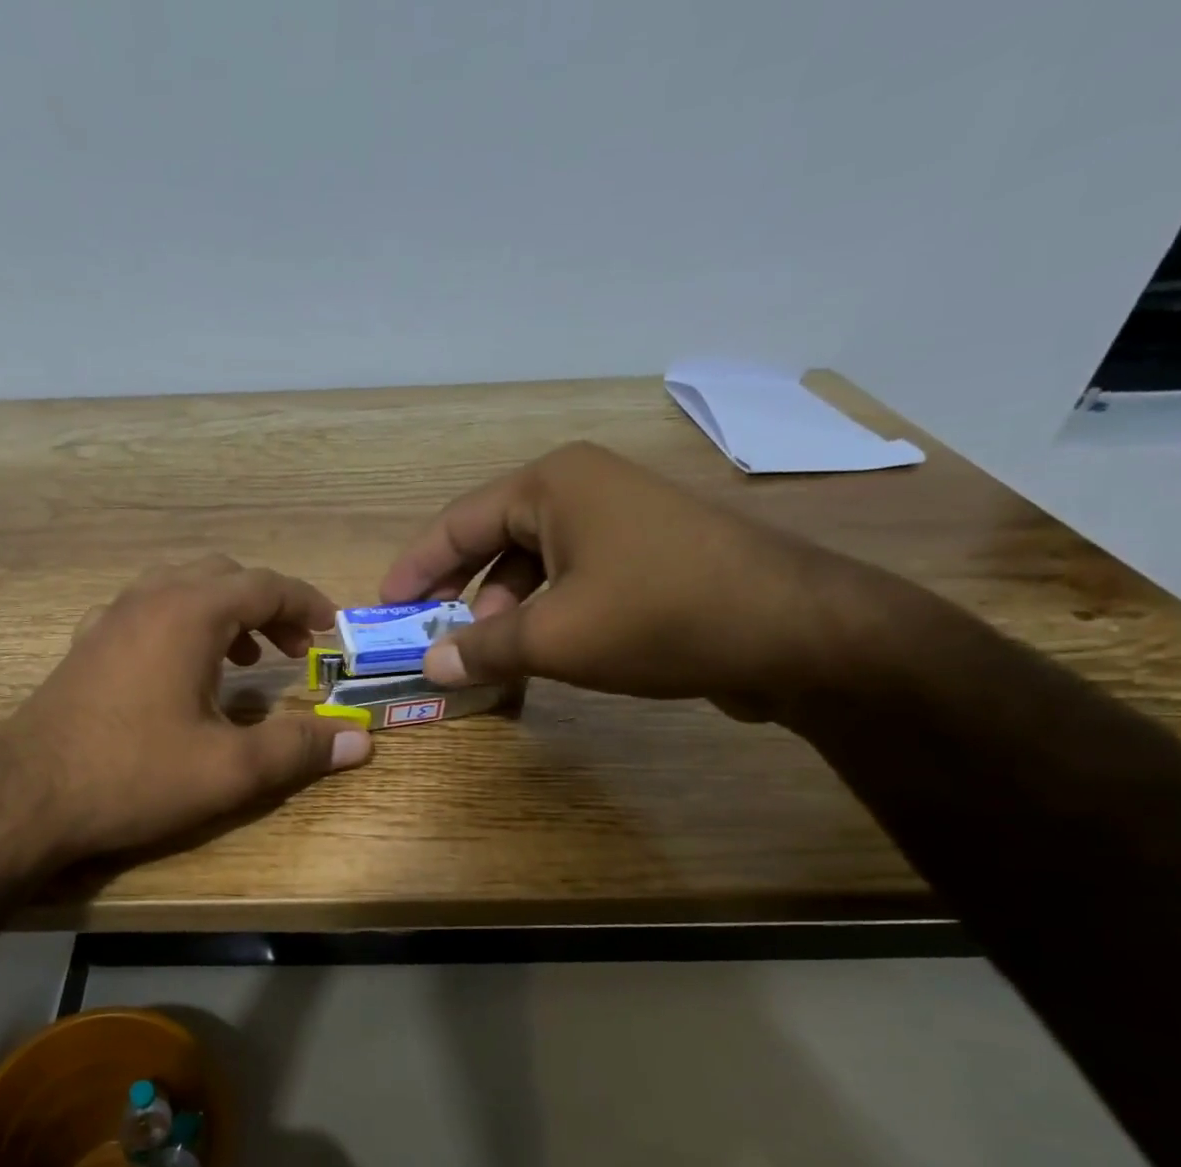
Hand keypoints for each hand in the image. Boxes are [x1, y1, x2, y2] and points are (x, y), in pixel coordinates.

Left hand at [0, 556, 371, 861]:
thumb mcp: (230, 769)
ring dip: (223, 613)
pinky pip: (146, 612)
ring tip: (244, 661)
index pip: (264, 585)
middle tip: (291, 651)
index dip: (306, 603)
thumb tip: (359, 740)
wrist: (23, 798)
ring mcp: (109, 619)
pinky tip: (181, 672)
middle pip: (222, 576)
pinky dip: (181, 625)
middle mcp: (148, 599)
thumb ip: (299, 748)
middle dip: (266, 606)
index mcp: (188, 613)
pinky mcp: (86, 646)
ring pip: (180, 589)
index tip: (331, 630)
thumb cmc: (133, 776)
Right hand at [379, 441, 870, 716]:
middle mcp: (583, 488)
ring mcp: (621, 520)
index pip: (457, 522)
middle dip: (459, 592)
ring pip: (534, 564)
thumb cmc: (659, 616)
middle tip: (433, 637)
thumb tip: (430, 667)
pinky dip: (544, 613)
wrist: (796, 631)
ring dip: (503, 609)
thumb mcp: (555, 637)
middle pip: (493, 539)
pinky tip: (540, 651)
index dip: (415, 568)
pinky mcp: (648, 555)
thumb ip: (482, 648)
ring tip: (489, 654)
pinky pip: (572, 579)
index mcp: (552, 484)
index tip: (384, 607)